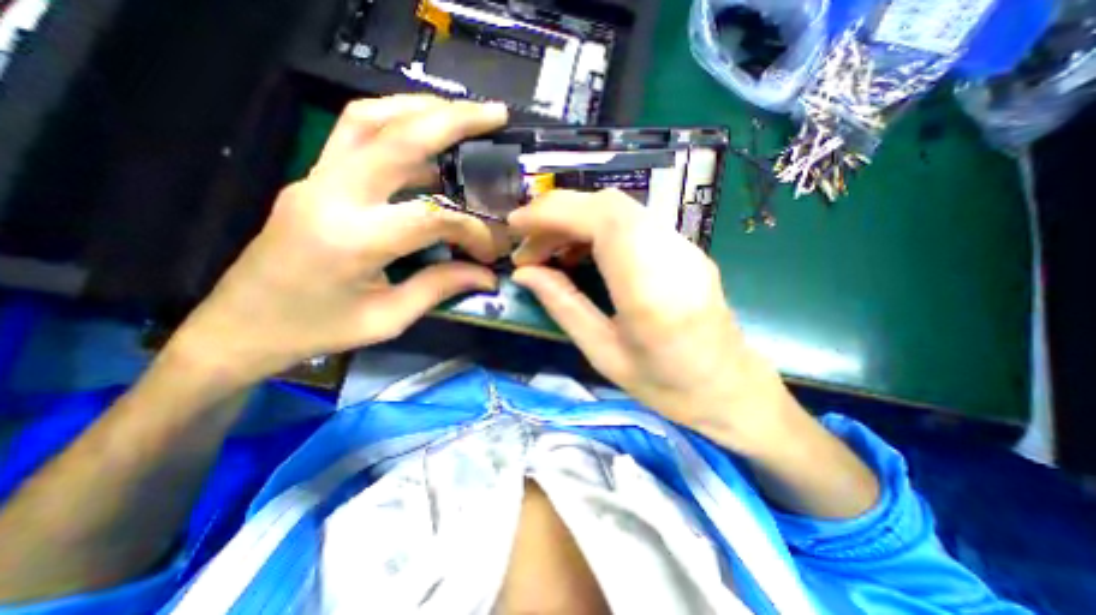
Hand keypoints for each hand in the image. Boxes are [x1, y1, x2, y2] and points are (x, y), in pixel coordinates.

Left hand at [169, 94, 512, 382]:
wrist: (241, 326)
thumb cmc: (317, 330)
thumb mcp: (388, 318)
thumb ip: (440, 287)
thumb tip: (486, 275)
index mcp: (353, 241)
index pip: (431, 217)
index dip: (472, 230)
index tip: (490, 251)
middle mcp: (330, 195)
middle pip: (396, 137)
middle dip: (453, 120)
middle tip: (495, 115)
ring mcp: (315, 179)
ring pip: (369, 118)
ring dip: (421, 109)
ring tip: (463, 114)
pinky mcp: (313, 179)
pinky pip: (355, 134)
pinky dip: (396, 123)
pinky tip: (425, 137)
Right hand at [509, 190, 801, 453]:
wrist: (730, 388)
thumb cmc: (667, 386)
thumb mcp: (604, 354)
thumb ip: (563, 306)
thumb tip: (525, 273)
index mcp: (651, 289)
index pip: (602, 221)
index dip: (552, 213)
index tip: (516, 226)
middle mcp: (672, 255)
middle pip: (609, 205)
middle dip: (559, 214)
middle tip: (529, 245)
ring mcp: (684, 247)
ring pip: (620, 210)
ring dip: (576, 220)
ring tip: (549, 251)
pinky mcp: (684, 248)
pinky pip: (633, 222)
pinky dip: (596, 227)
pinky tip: (581, 252)